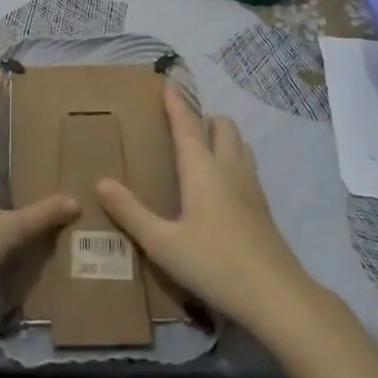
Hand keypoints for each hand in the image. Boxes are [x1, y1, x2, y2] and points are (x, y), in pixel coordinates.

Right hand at [97, 84, 318, 339]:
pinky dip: (233, 159)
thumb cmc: (214, 264)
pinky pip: (247, 165)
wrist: (276, 296)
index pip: (186, 124)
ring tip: (202, 151)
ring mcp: (251, 186)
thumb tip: (101, 182)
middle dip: (204, 118)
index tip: (169, 81)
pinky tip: (222, 186)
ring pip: (240, 143)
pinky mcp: (263, 206)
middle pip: (222, 125)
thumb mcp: (163, 243)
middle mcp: (229, 167)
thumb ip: (131, 212)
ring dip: (222, 137)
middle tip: (183, 129)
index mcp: (202, 169)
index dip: (176, 102)